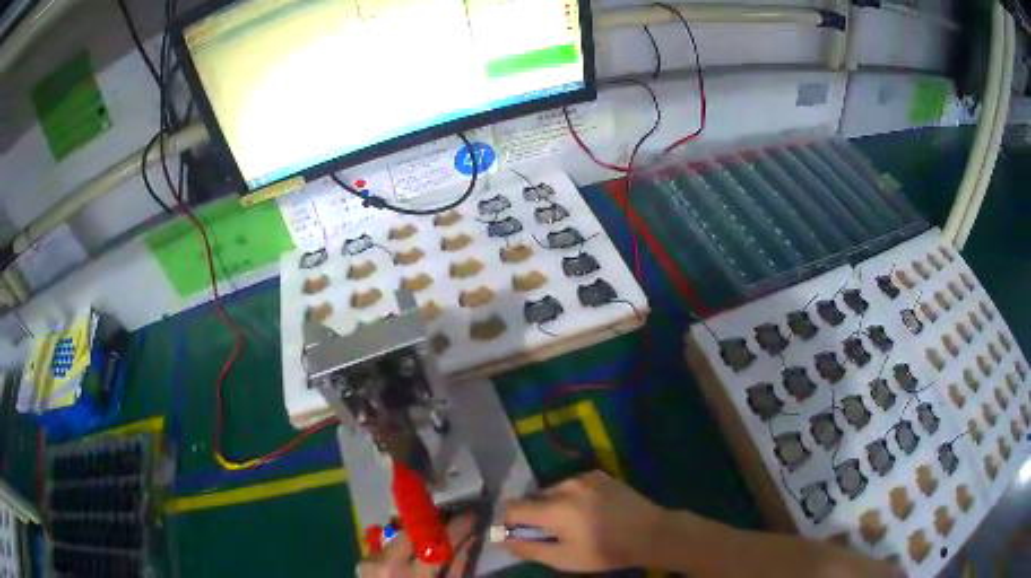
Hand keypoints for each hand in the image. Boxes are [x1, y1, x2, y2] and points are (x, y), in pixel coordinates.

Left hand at [356, 515, 474, 577]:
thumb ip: (458, 565)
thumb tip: (470, 537)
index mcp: (408, 576)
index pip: (434, 542)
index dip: (454, 526)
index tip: (471, 516)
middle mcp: (382, 563)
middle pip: (413, 532)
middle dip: (436, 523)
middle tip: (456, 518)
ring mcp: (368, 562)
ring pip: (401, 536)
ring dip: (421, 532)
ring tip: (440, 531)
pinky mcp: (362, 562)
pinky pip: (390, 546)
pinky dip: (406, 545)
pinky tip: (419, 546)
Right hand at [499, 470, 664, 571]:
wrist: (650, 533)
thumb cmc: (606, 551)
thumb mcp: (564, 559)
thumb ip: (529, 548)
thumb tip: (502, 541)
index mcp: (555, 509)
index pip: (513, 507)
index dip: (508, 521)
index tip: (515, 534)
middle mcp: (566, 486)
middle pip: (532, 497)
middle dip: (531, 514)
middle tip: (547, 533)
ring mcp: (584, 477)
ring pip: (552, 490)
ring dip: (550, 504)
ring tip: (569, 523)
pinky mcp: (599, 474)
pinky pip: (571, 484)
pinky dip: (569, 496)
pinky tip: (586, 511)